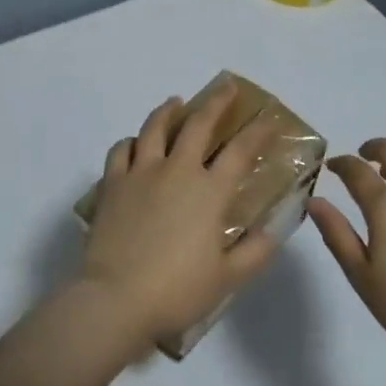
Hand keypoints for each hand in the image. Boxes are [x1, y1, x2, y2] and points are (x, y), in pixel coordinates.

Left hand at [80, 85, 278, 352]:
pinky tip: (135, 143)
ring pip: (154, 128)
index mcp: (209, 191)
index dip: (257, 132)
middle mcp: (176, 171)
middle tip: (226, 87)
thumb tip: (273, 230)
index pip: (240, 151)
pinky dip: (131, 141)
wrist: (116, 299)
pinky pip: (121, 151)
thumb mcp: (229, 278)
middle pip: (198, 125)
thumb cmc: (177, 291)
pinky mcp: (112, 184)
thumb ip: (256, 251)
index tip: (269, 118)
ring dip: (168, 111)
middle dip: (216, 102)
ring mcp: (140, 174)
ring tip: (175, 102)